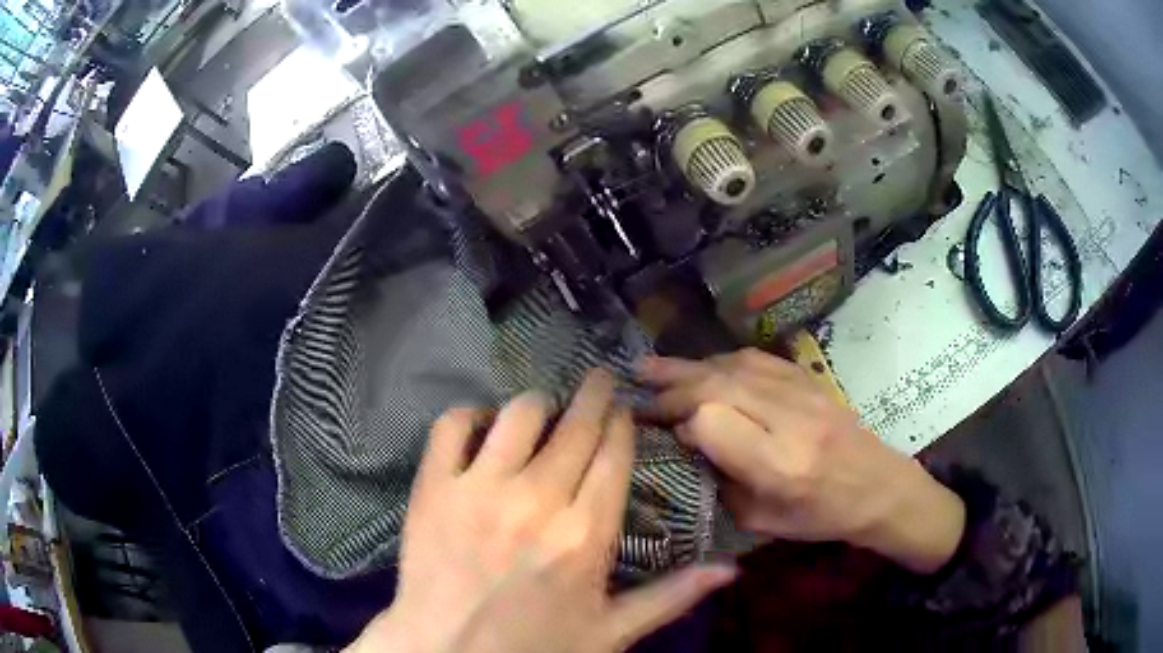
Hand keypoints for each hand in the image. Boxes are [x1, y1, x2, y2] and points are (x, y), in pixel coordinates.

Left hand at [347, 370, 736, 652]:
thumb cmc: (534, 647)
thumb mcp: (610, 632)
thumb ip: (672, 596)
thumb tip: (731, 569)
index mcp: (586, 535)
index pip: (614, 453)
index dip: (621, 422)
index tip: (622, 410)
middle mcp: (537, 500)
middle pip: (576, 425)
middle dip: (595, 394)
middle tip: (599, 380)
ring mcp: (479, 490)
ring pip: (520, 413)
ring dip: (540, 404)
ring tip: (545, 412)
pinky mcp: (433, 488)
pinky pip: (451, 425)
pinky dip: (470, 414)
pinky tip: (483, 427)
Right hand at [639, 350, 965, 574]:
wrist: (877, 486)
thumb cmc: (819, 516)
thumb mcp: (761, 522)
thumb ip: (720, 482)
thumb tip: (685, 441)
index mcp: (779, 465)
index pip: (712, 421)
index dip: (683, 423)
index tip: (669, 435)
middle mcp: (790, 420)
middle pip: (717, 385)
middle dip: (672, 386)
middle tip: (638, 391)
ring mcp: (803, 393)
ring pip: (733, 366)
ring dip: (688, 367)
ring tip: (650, 367)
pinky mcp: (808, 379)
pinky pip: (756, 359)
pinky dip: (720, 361)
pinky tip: (701, 367)